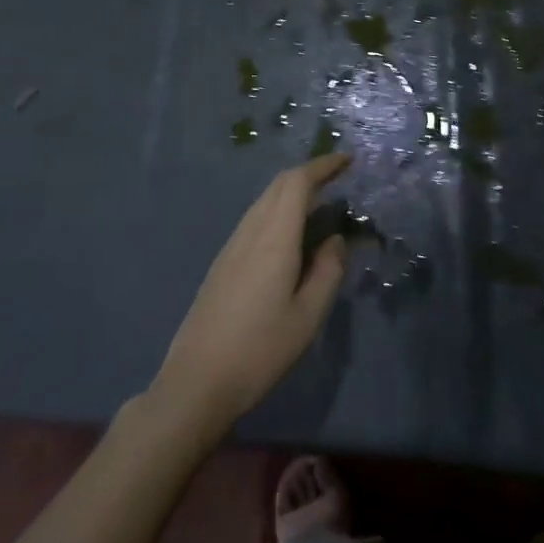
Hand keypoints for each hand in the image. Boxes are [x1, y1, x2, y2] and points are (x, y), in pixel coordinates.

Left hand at [148, 152, 351, 437]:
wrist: (196, 382)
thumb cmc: (259, 350)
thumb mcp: (307, 316)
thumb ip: (328, 271)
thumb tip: (336, 239)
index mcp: (274, 238)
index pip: (297, 182)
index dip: (322, 165)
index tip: (347, 160)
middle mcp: (250, 232)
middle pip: (279, 185)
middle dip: (309, 173)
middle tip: (339, 177)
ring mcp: (232, 246)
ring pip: (265, 201)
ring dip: (293, 192)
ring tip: (321, 204)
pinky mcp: (223, 263)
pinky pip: (255, 219)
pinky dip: (279, 210)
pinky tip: (291, 235)